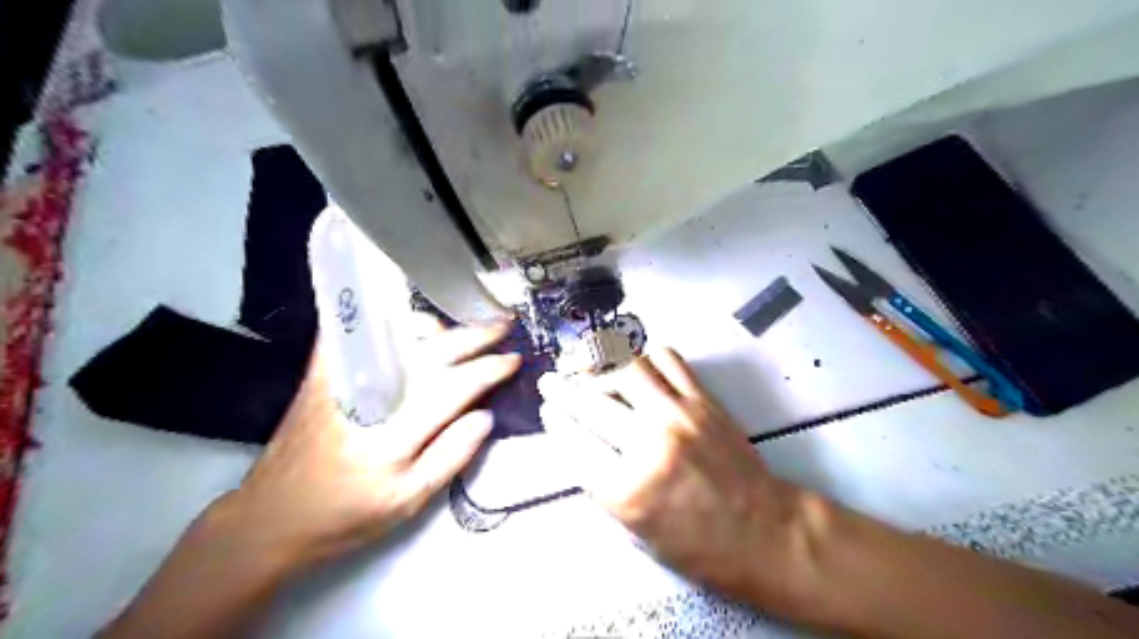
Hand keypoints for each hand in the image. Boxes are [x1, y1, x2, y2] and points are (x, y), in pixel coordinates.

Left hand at [210, 320, 519, 573]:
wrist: (269, 517)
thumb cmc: (345, 516)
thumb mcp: (407, 502)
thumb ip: (451, 456)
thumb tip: (486, 416)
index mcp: (395, 434)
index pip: (455, 386)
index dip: (489, 369)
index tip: (513, 359)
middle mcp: (371, 396)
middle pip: (432, 353)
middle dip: (474, 336)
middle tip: (503, 325)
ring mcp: (342, 380)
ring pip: (398, 336)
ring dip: (438, 327)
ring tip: (464, 328)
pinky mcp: (322, 375)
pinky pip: (356, 331)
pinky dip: (383, 317)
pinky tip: (403, 313)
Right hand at [539, 351, 807, 608]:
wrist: (762, 531)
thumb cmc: (698, 545)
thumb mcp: (635, 532)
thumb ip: (600, 484)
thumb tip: (577, 439)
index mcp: (628, 490)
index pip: (574, 441)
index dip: (555, 420)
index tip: (548, 409)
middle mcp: (650, 445)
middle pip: (590, 402)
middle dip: (561, 388)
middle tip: (552, 380)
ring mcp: (679, 416)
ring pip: (626, 367)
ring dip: (600, 364)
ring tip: (589, 366)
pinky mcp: (704, 401)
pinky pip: (667, 359)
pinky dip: (644, 357)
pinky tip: (637, 367)